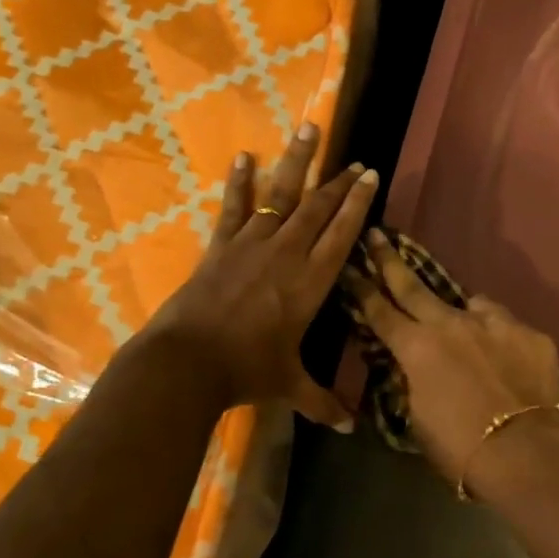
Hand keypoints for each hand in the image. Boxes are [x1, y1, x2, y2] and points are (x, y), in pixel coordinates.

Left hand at [143, 123, 375, 428]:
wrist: (188, 362)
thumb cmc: (247, 371)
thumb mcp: (290, 386)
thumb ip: (323, 401)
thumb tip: (350, 428)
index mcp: (312, 281)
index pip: (342, 232)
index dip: (358, 201)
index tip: (370, 174)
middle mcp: (288, 252)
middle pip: (319, 207)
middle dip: (339, 180)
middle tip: (354, 157)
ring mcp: (252, 243)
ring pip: (281, 194)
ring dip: (296, 161)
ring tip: (308, 128)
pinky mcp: (221, 246)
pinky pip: (234, 207)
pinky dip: (239, 181)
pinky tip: (243, 156)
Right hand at [344, 229, 558, 483]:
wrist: (528, 453)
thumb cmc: (461, 448)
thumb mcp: (419, 419)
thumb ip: (414, 383)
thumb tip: (416, 368)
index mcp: (417, 348)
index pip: (380, 311)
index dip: (362, 289)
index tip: (350, 267)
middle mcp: (451, 323)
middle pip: (414, 286)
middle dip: (390, 261)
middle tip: (377, 236)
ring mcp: (493, 323)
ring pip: (469, 304)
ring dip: (460, 314)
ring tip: (467, 332)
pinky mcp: (528, 332)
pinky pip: (506, 326)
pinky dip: (499, 337)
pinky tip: (507, 358)